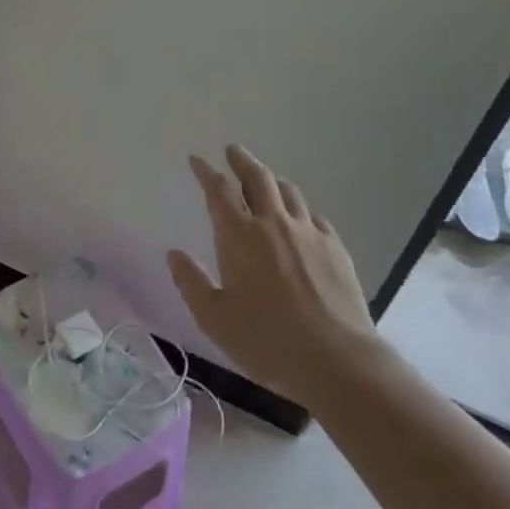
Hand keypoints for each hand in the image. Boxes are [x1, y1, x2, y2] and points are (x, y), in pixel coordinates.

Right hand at [166, 145, 376, 402]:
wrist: (335, 358)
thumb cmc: (265, 339)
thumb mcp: (214, 318)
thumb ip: (191, 282)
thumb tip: (173, 254)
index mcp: (238, 236)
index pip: (219, 191)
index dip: (206, 172)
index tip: (197, 159)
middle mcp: (273, 224)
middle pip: (257, 178)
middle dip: (242, 160)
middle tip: (232, 150)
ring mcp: (309, 233)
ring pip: (288, 192)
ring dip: (272, 180)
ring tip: (265, 179)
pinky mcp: (335, 248)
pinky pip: (314, 216)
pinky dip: (300, 210)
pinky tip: (300, 219)